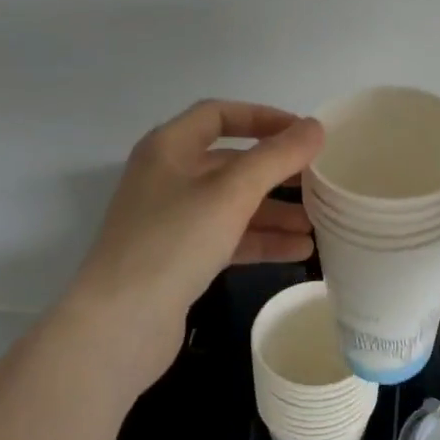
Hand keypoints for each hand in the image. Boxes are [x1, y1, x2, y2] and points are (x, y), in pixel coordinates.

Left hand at [63, 101, 322, 389]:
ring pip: (233, 203)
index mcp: (169, 148)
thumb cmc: (173, 241)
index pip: (219, 114)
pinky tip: (299, 250)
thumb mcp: (231, 192)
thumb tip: (315, 127)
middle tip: (319, 179)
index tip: (303, 132)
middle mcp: (168, 177)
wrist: (119, 325)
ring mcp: (172, 220)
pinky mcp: (180, 258)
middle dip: (277, 170)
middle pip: (231, 162)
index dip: (263, 117)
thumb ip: (276, 157)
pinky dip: (262, 240)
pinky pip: (229, 237)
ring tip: (318, 221)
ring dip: (275, 210)